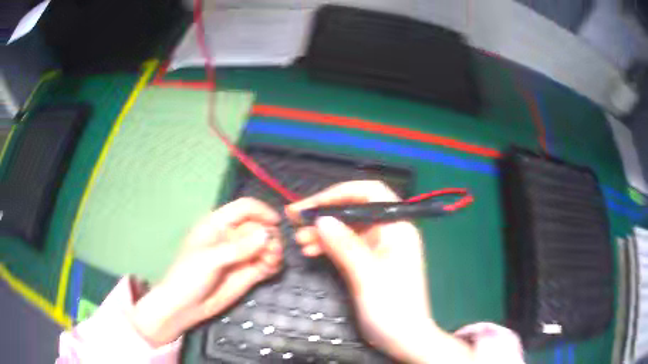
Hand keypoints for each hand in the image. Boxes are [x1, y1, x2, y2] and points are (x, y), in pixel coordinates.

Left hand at [131, 198, 282, 346]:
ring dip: (274, 250)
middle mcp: (232, 236)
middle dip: (269, 236)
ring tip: (272, 262)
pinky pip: (266, 263)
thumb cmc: (189, 276)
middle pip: (259, 227)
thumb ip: (238, 248)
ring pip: (265, 245)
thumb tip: (267, 235)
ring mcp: (241, 256)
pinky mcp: (248, 273)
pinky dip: (273, 264)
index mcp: (218, 224)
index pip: (244, 208)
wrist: (185, 307)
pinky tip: (271, 269)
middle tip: (273, 251)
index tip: (276, 223)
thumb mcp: (210, 259)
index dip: (261, 211)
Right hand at [287, 181, 473, 362]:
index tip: (310, 205)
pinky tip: (311, 251)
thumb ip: (345, 246)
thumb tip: (321, 219)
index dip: (338, 194)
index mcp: (397, 227)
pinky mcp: (370, 261)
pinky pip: (347, 246)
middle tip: (295, 218)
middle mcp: (389, 232)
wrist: (404, 339)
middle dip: (325, 212)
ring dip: (323, 231)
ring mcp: (379, 247)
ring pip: (347, 229)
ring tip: (299, 239)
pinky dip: (329, 246)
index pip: (369, 193)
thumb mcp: (367, 276)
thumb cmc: (392, 308)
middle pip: (354, 210)